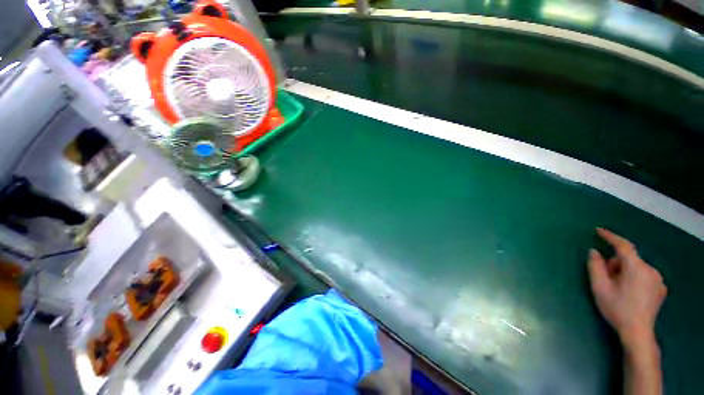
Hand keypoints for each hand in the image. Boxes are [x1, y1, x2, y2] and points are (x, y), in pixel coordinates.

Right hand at [587, 228, 666, 349]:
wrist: (638, 333)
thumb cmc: (617, 309)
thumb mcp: (600, 287)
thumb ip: (595, 266)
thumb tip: (594, 251)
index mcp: (636, 268)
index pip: (623, 246)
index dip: (610, 236)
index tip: (598, 230)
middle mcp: (651, 270)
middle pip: (629, 259)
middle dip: (615, 264)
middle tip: (606, 279)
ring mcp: (658, 279)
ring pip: (636, 267)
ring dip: (624, 272)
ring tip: (618, 288)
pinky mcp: (661, 288)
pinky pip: (644, 274)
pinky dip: (634, 277)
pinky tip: (630, 292)